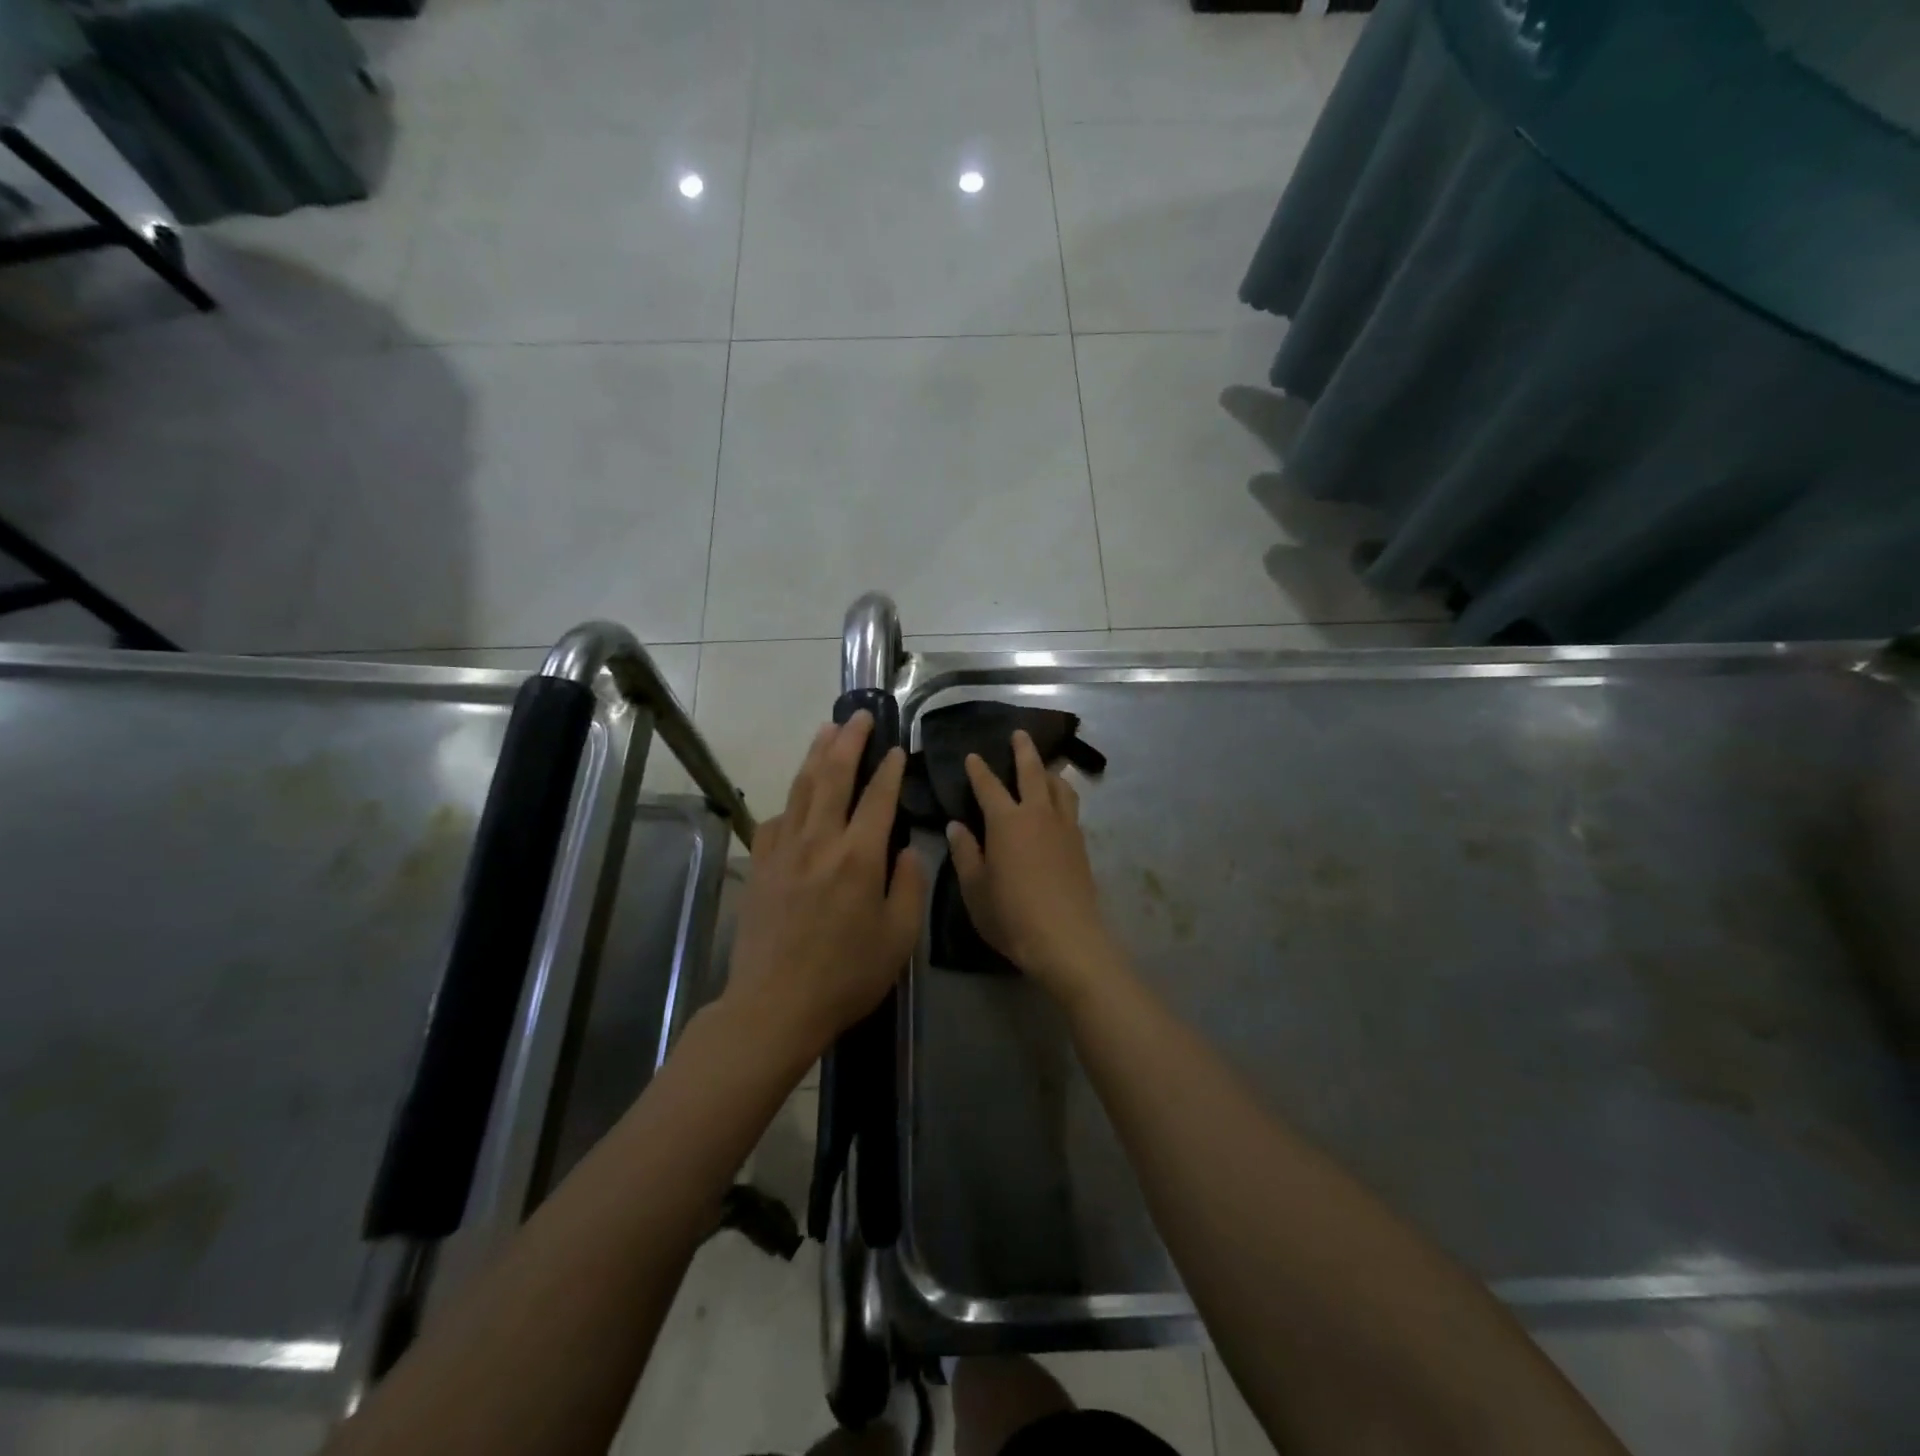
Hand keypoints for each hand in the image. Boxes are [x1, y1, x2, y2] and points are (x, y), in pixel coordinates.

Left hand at [723, 713, 927, 1065]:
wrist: (774, 1004)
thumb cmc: (846, 976)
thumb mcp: (898, 938)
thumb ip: (909, 886)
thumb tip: (908, 850)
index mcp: (859, 857)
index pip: (878, 797)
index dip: (889, 768)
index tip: (897, 748)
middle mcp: (820, 842)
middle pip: (833, 776)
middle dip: (848, 741)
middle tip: (859, 715)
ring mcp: (784, 851)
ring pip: (801, 789)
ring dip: (816, 755)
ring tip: (827, 730)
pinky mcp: (761, 866)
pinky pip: (776, 820)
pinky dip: (790, 801)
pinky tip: (796, 798)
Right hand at [946, 730, 1119, 1000]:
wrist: (1067, 939)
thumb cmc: (1011, 915)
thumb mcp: (975, 888)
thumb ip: (965, 853)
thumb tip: (956, 826)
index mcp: (1006, 821)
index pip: (988, 786)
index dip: (978, 770)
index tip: (972, 756)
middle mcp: (1037, 814)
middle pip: (1032, 772)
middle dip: (1024, 750)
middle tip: (1020, 734)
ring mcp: (1064, 827)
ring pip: (1059, 787)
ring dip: (1049, 771)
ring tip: (1044, 767)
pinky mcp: (1081, 844)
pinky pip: (1071, 808)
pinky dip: (1062, 796)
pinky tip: (1058, 806)